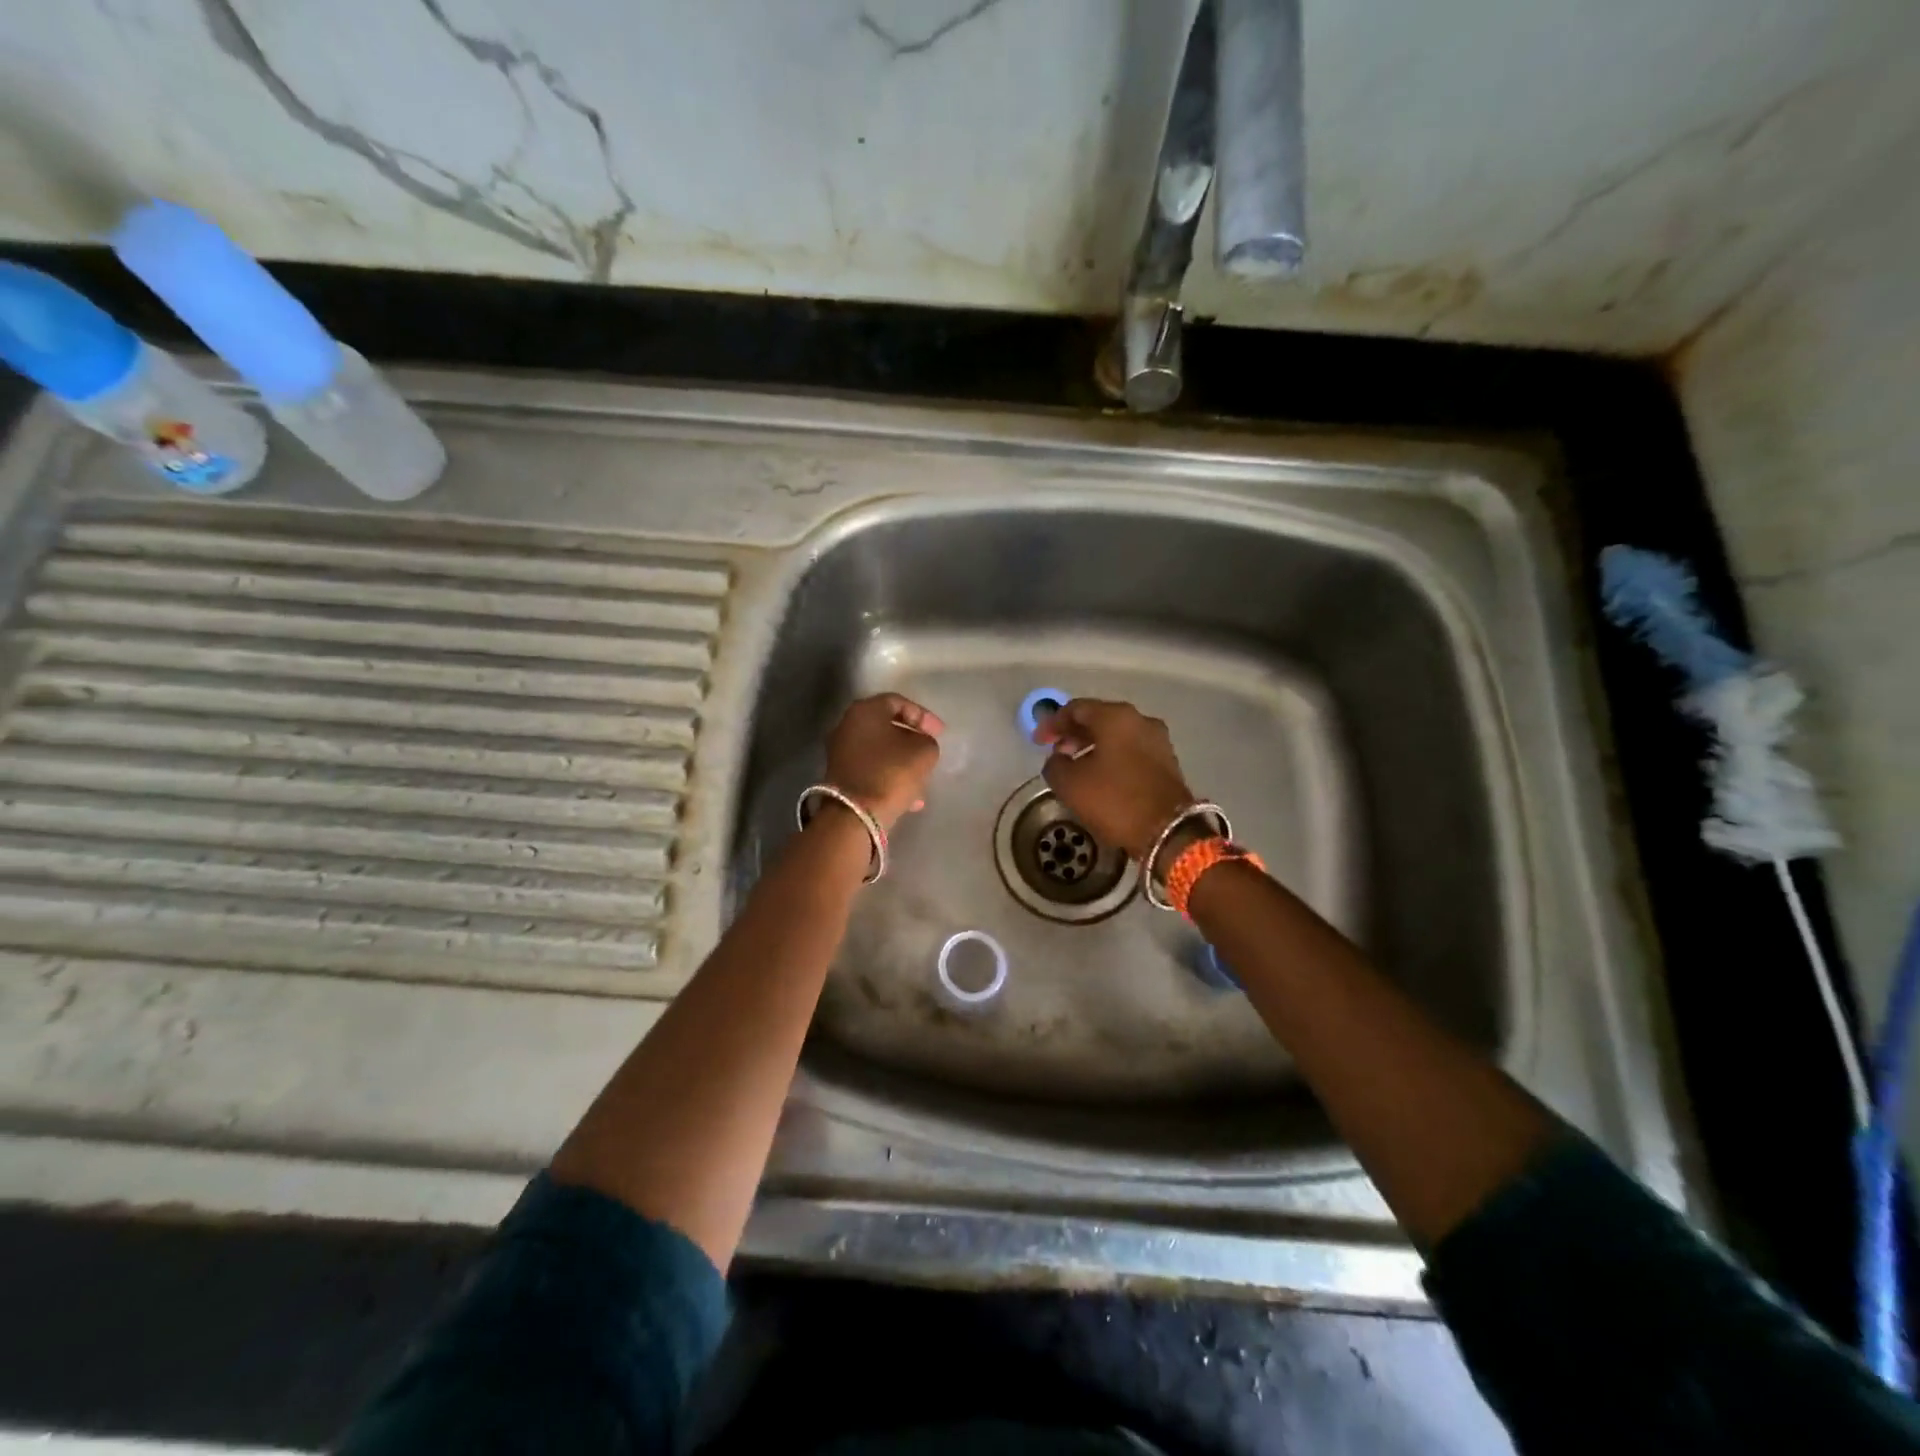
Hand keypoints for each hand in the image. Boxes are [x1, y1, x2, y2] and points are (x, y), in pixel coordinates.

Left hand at [824, 693, 943, 831]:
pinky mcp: (840, 776)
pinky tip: (909, 797)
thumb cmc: (891, 773)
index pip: (898, 702)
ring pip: (880, 751)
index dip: (923, 716)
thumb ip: (927, 741)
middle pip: (886, 726)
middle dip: (911, 739)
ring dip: (902, 762)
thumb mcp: (924, 752)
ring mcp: (840, 752)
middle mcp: (847, 725)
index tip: (940, 733)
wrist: (854, 814)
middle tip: (930, 750)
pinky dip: (890, 777)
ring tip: (923, 779)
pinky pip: (872, 769)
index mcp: (865, 710)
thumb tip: (919, 745)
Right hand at [1033, 699, 1195, 859]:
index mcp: (1115, 717)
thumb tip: (1058, 759)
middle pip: (1099, 718)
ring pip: (1117, 735)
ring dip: (1093, 746)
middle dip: (1074, 734)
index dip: (1052, 723)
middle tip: (1056, 753)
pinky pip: (1132, 750)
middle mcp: (1140, 720)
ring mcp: (1158, 740)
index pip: (1076, 708)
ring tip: (1076, 767)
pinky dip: (1112, 756)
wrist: (1168, 831)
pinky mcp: (1167, 762)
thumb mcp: (1070, 784)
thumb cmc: (1115, 800)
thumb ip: (1055, 765)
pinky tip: (1101, 776)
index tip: (1038, 742)